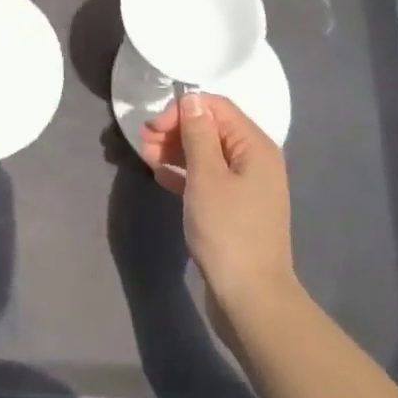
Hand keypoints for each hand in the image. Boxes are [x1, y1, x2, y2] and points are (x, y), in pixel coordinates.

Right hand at [138, 92, 295, 315]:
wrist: (250, 298)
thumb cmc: (227, 230)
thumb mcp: (206, 176)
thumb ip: (198, 134)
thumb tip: (192, 99)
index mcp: (255, 146)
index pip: (216, 108)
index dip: (183, 110)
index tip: (153, 126)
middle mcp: (254, 160)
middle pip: (211, 129)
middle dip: (175, 130)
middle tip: (142, 141)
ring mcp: (245, 186)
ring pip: (206, 154)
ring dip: (175, 150)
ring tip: (144, 155)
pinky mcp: (234, 209)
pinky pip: (206, 178)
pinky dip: (183, 173)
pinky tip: (160, 176)